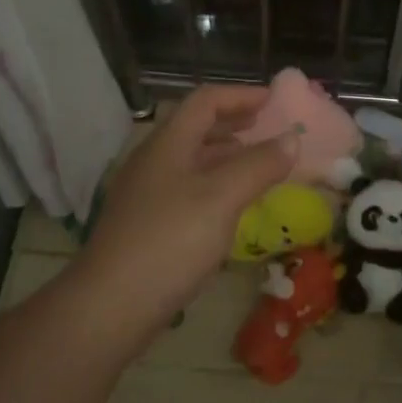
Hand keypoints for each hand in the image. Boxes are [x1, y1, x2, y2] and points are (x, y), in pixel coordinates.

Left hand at [74, 86, 298, 338]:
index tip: (274, 101)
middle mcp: (153, 161)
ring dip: (225, 155)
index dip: (241, 95)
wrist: (109, 307)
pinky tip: (230, 207)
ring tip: (257, 164)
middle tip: (268, 128)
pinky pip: (187, 189)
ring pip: (191, 160)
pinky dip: (215, 184)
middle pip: (195, 127)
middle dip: (234, 123)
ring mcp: (146, 194)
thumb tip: (291, 139)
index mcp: (167, 144)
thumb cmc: (169, 242)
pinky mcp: (146, 225)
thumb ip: (258, 165)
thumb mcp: (222, 198)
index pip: (205, 101)